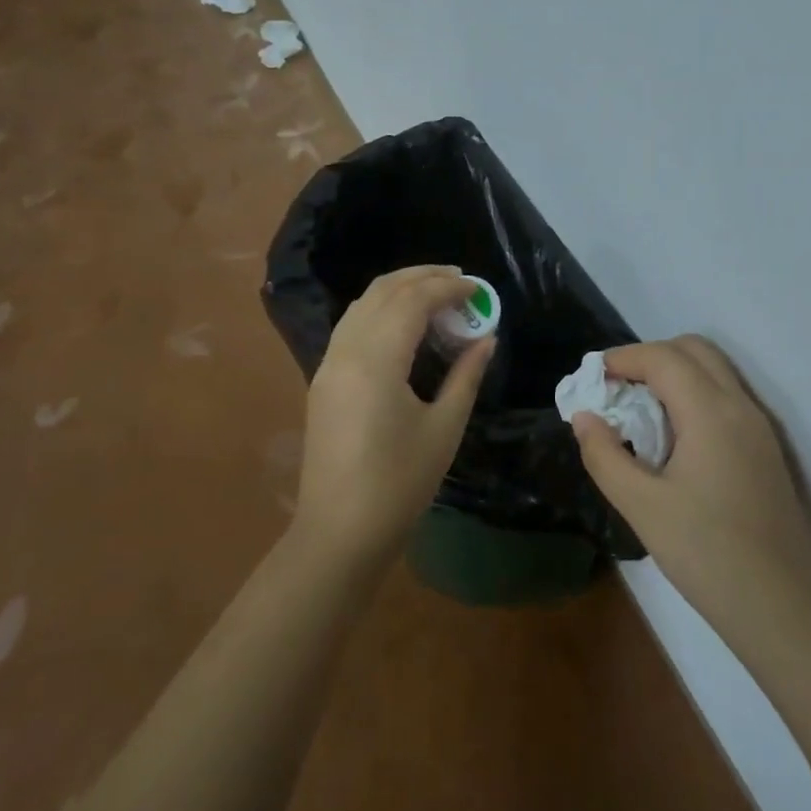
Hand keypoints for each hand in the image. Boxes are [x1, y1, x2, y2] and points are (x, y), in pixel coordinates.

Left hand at [295, 266, 493, 563]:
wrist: (339, 533)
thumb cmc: (399, 484)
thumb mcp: (444, 428)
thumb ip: (466, 375)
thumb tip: (487, 339)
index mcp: (376, 360)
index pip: (413, 301)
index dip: (448, 288)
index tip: (478, 289)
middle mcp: (346, 350)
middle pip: (383, 291)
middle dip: (422, 277)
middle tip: (460, 280)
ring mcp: (328, 363)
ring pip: (363, 304)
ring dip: (399, 290)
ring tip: (436, 294)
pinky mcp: (323, 379)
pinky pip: (352, 325)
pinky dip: (381, 310)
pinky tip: (405, 324)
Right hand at [571, 337, 810, 644]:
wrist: (788, 608)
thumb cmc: (709, 555)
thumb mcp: (642, 507)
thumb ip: (605, 456)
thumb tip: (584, 417)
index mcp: (710, 411)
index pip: (662, 357)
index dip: (622, 358)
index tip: (591, 380)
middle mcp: (739, 405)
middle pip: (693, 349)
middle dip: (649, 357)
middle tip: (616, 389)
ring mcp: (758, 425)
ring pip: (713, 370)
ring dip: (673, 373)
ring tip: (639, 410)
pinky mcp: (765, 447)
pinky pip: (724, 395)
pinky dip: (692, 393)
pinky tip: (671, 436)